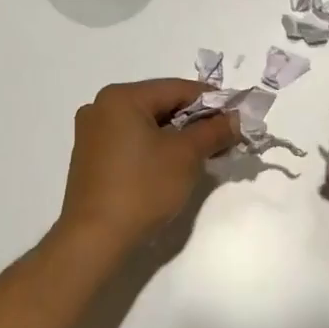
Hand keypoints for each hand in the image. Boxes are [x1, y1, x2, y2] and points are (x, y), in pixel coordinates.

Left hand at [57, 79, 240, 251]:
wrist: (95, 239)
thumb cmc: (142, 188)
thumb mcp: (186, 156)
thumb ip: (214, 131)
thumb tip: (237, 118)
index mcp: (121, 97)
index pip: (178, 88)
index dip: (213, 102)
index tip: (238, 118)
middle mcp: (101, 107)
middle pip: (161, 104)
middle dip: (195, 120)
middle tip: (224, 138)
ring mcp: (92, 133)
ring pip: (147, 124)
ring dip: (177, 135)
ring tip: (204, 154)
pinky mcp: (90, 157)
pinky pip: (132, 141)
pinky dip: (156, 147)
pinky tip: (174, 165)